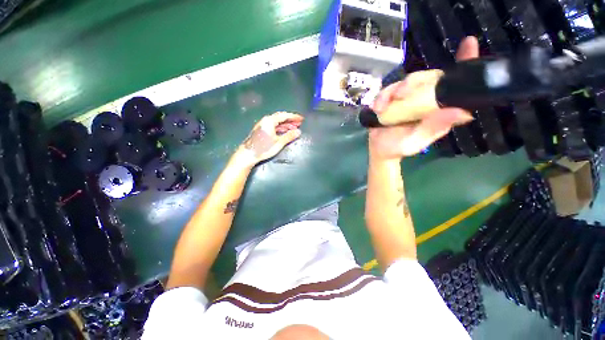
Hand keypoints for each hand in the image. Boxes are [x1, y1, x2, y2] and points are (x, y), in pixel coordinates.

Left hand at [237, 112, 303, 165]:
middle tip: (299, 123)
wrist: (248, 154)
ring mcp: (263, 125)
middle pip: (280, 117)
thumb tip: (298, 132)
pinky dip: (280, 127)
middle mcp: (266, 120)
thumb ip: (289, 136)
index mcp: (270, 121)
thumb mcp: (278, 143)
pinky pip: (273, 125)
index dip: (294, 117)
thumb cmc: (263, 148)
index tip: (301, 119)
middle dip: (290, 120)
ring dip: (286, 124)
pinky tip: (285, 131)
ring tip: (294, 128)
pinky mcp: (261, 129)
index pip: (284, 116)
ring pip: (277, 122)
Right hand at [368, 36, 478, 159]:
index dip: (465, 63)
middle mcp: (427, 100)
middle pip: (427, 78)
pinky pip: (388, 90)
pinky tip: (377, 109)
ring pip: (405, 82)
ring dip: (392, 91)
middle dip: (413, 82)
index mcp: (440, 109)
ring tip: (382, 108)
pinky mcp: (393, 99)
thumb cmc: (399, 147)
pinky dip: (381, 98)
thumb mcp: (416, 142)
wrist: (379, 149)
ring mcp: (409, 98)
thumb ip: (433, 129)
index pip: (457, 84)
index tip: (468, 43)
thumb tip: (463, 112)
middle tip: (400, 94)